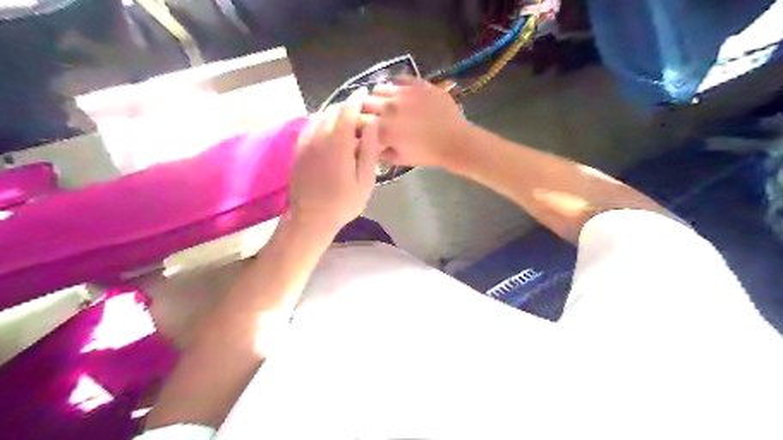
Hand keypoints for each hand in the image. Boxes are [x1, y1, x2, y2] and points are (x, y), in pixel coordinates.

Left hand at [289, 88, 382, 236]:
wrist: (310, 219)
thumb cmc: (343, 203)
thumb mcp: (365, 180)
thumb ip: (369, 150)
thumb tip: (371, 125)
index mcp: (337, 143)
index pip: (346, 111)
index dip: (356, 99)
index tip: (363, 92)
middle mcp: (318, 137)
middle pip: (332, 111)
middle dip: (346, 107)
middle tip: (359, 115)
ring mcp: (305, 143)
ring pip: (319, 117)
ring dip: (333, 115)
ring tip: (346, 124)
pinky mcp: (298, 151)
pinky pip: (309, 127)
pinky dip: (321, 123)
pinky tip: (329, 133)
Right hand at [363, 77, 465, 165]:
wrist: (454, 141)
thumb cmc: (427, 153)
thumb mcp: (402, 159)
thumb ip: (383, 153)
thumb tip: (373, 147)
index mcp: (383, 129)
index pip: (360, 121)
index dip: (358, 123)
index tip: (361, 125)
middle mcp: (388, 108)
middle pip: (366, 102)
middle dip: (366, 108)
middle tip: (372, 114)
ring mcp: (403, 93)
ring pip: (380, 88)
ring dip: (379, 95)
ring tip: (386, 101)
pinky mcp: (418, 84)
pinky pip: (400, 79)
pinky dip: (396, 85)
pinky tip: (400, 91)